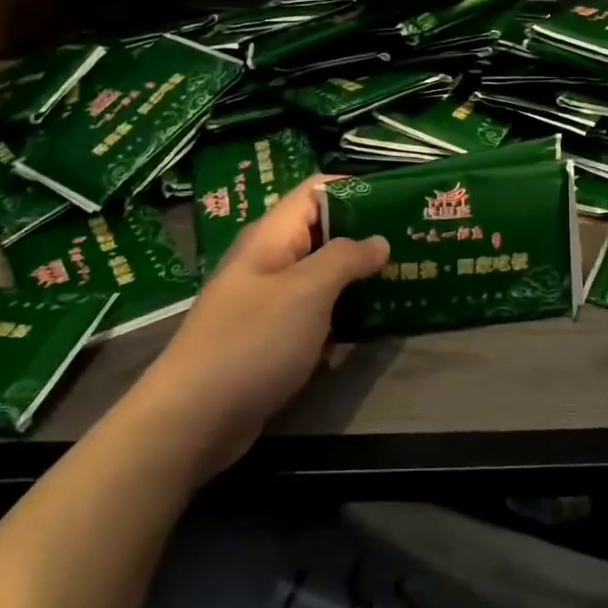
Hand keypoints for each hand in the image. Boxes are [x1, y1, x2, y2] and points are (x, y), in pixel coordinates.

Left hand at [134, 176, 387, 481]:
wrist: (194, 418)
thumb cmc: (252, 341)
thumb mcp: (306, 291)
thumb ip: (346, 258)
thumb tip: (379, 240)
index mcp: (271, 236)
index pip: (317, 191)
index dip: (357, 189)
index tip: (400, 201)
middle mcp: (269, 261)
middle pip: (323, 232)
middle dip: (366, 235)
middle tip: (413, 242)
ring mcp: (270, 301)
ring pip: (322, 276)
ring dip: (358, 277)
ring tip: (406, 278)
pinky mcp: (273, 337)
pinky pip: (316, 313)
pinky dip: (343, 314)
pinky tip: (376, 323)